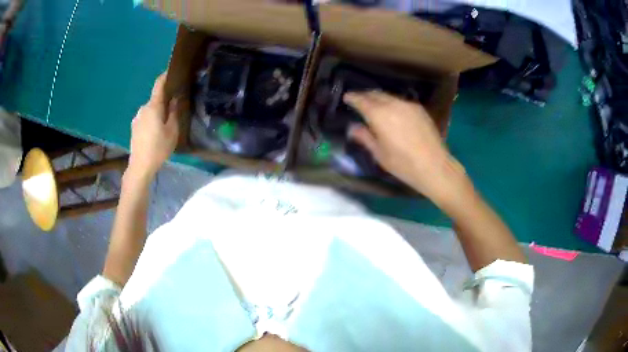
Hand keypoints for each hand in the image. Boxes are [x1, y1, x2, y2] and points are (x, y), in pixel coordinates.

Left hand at [128, 73, 179, 178]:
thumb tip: (174, 99)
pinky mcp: (134, 127)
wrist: (140, 166)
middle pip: (155, 100)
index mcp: (153, 107)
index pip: (158, 85)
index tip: (171, 72)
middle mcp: (143, 109)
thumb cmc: (158, 148)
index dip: (165, 77)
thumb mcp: (172, 131)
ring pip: (150, 110)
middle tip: (174, 108)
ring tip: (165, 124)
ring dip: (157, 113)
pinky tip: (155, 133)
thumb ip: (174, 113)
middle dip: (164, 101)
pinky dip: (152, 120)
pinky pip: (145, 118)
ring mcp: (137, 118)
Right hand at [344, 91, 466, 202]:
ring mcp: (408, 105)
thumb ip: (364, 137)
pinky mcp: (420, 109)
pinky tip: (392, 112)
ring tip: (374, 106)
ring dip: (379, 99)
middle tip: (359, 100)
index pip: (362, 100)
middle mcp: (393, 104)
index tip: (347, 97)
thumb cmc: (403, 164)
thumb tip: (352, 127)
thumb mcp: (379, 154)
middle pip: (376, 94)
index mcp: (379, 115)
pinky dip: (392, 103)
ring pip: (389, 96)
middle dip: (365, 95)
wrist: (434, 166)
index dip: (353, 98)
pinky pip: (401, 102)